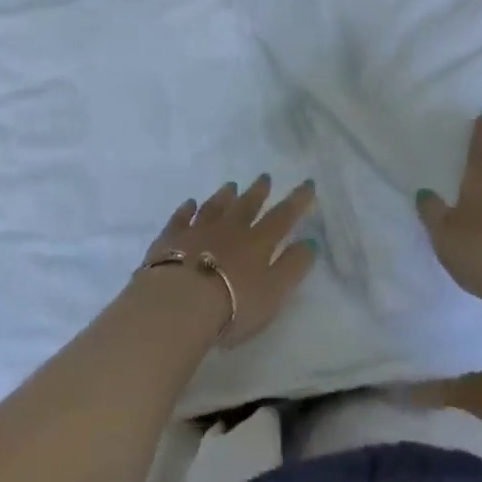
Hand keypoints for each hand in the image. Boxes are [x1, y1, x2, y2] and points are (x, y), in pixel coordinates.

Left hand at [140, 175, 317, 347]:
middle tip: (265, 177)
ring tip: (231, 185)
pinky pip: (181, 218)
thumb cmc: (233, 304)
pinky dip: (187, 209)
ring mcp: (198, 230)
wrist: (179, 304)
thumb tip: (310, 242)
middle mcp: (230, 228)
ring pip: (214, 206)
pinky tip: (190, 204)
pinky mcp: (171, 238)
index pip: (283, 217)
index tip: (308, 183)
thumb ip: (293, 267)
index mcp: (258, 242)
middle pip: (246, 205)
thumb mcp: (274, 292)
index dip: (297, 200)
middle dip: (258, 191)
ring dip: (224, 195)